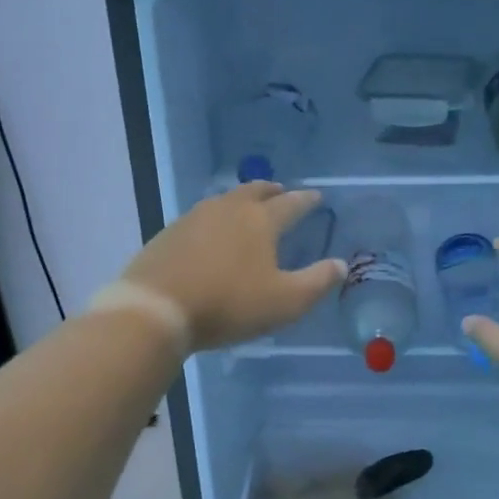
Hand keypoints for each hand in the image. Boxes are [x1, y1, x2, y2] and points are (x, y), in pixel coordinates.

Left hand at [122, 183, 345, 352]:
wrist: (156, 308)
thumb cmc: (228, 304)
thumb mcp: (285, 302)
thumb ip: (317, 282)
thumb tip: (341, 265)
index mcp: (261, 221)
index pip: (291, 204)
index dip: (307, 201)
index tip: (317, 198)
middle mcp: (229, 209)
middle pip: (255, 191)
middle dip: (273, 191)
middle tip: (282, 192)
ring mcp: (195, 217)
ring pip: (226, 200)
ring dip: (243, 200)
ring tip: (249, 208)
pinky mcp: (170, 233)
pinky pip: (202, 216)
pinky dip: (217, 217)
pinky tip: (212, 232)